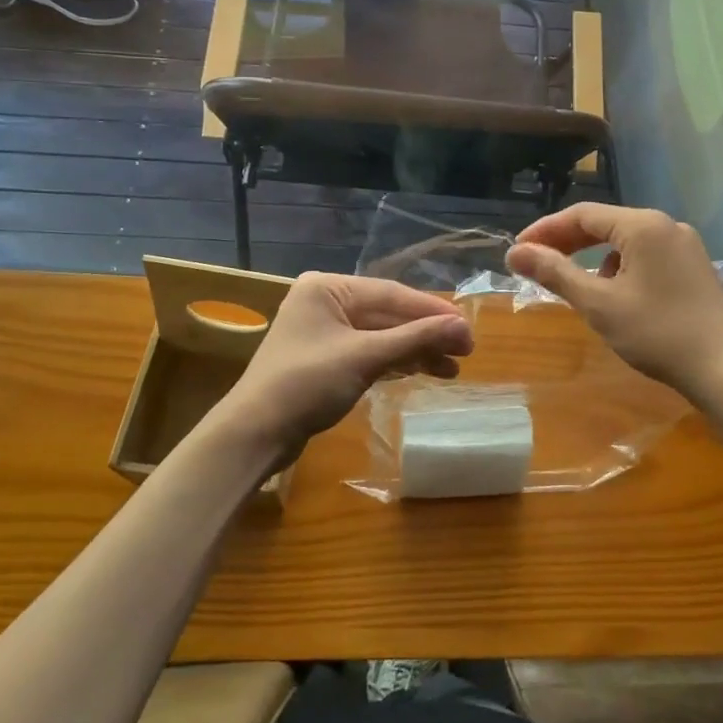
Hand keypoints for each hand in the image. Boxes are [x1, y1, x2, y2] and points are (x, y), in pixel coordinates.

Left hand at [224, 273, 472, 452]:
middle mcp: (326, 302)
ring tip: (452, 369)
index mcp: (328, 287)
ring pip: (382, 335)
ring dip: (416, 350)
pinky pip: (371, 352)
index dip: (432, 310)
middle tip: (466, 350)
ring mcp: (326, 332)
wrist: (255, 434)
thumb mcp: (364, 357)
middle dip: (426, 333)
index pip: (391, 294)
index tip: (467, 327)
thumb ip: (415, 338)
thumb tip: (464, 326)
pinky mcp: (327, 360)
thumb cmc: (306, 384)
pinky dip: (396, 362)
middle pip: (388, 314)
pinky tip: (424, 371)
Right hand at [506, 205, 722, 401]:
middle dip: (567, 243)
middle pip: (605, 224)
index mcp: (643, 225)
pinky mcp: (694, 268)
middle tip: (534, 264)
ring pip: (625, 242)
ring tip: (574, 286)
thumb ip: (556, 273)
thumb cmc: (658, 333)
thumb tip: (515, 253)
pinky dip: (620, 269)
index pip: (582, 215)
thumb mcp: (599, 304)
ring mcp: (685, 246)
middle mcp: (666, 225)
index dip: (545, 230)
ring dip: (593, 258)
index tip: (517, 251)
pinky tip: (616, 297)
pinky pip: (645, 257)